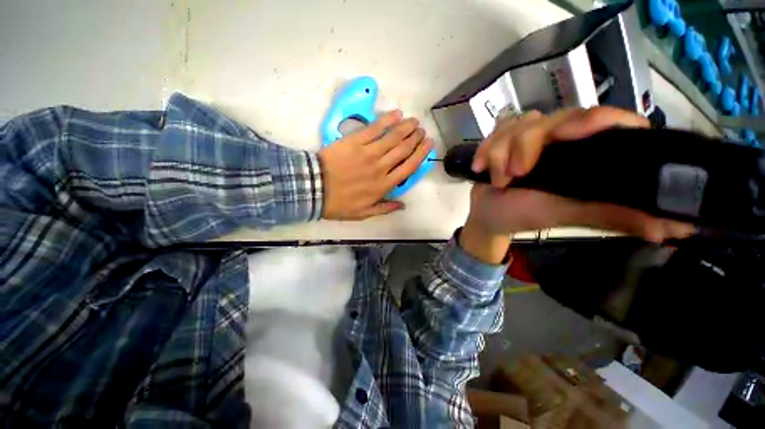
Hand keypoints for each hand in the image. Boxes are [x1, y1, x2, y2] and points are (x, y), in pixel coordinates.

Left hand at [318, 111, 433, 219]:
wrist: (314, 188)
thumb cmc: (339, 203)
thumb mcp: (363, 213)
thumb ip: (384, 209)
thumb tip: (403, 205)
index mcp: (384, 185)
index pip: (409, 167)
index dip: (421, 154)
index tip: (428, 144)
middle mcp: (381, 168)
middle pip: (404, 149)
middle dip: (416, 138)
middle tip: (421, 130)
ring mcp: (369, 153)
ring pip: (393, 137)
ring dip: (406, 127)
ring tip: (414, 121)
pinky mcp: (355, 141)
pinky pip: (375, 128)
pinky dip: (387, 120)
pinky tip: (396, 114)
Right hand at [466, 107, 694, 241]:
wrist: (488, 214)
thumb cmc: (525, 215)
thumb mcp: (568, 214)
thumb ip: (613, 214)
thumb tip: (676, 227)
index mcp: (584, 154)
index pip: (604, 119)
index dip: (592, 120)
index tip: (566, 136)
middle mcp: (560, 138)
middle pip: (552, 118)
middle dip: (525, 146)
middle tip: (515, 175)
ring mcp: (529, 136)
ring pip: (518, 124)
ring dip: (501, 153)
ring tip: (497, 180)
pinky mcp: (504, 138)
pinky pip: (495, 130)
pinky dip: (485, 150)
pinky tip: (480, 168)